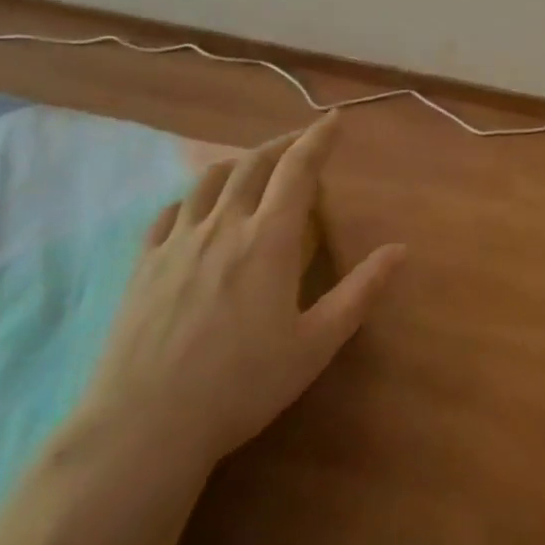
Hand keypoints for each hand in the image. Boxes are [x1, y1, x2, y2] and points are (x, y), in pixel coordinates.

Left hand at [75, 113, 405, 476]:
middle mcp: (224, 226)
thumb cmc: (242, 385)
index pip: (298, 170)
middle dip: (282, 144)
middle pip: (253, 164)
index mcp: (269, 240)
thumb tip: (401, 249)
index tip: (334, 118)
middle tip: (301, 141)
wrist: (145, 426)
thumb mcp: (315, 344)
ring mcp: (178, 242)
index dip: (318, 138)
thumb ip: (360, 292)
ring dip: (238, 162)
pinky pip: (169, 212)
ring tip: (252, 166)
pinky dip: (192, 196)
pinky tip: (196, 208)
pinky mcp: (144, 264)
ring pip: (209, 180)